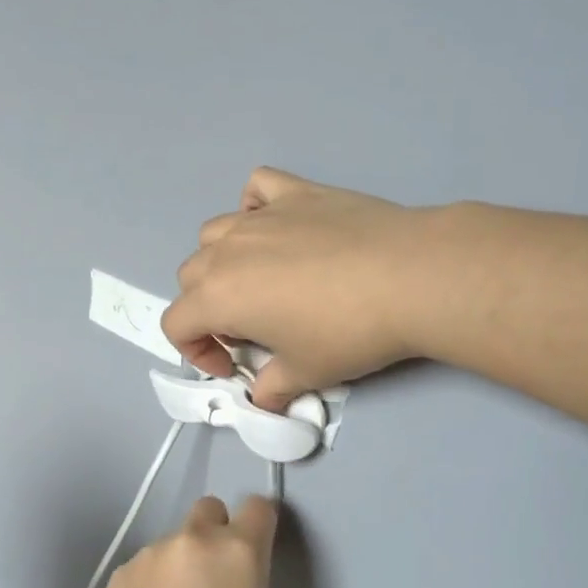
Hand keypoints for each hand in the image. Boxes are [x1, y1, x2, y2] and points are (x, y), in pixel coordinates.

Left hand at [91, 494, 278, 587]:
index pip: (257, 507)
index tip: (255, 549)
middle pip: (208, 510)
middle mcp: (192, 541)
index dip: (258, 526)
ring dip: (177, 566)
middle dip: (214, 534)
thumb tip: (229, 575)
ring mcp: (149, 555)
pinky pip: (143, 568)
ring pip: (172, 544)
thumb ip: (246, 584)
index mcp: (238, 552)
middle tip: (210, 584)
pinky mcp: (118, 576)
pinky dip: (149, 586)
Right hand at [162, 167, 444, 410]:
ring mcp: (262, 216)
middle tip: (249, 329)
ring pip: (214, 233)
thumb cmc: (349, 331)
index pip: (176, 324)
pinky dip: (254, 207)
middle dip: (207, 307)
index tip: (233, 365)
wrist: (412, 277)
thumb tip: (264, 396)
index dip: (196, 351)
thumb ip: (272, 388)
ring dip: (222, 260)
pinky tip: (277, 226)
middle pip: (191, 277)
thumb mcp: (306, 373)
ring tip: (258, 280)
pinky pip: (257, 190)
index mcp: (219, 296)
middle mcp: (228, 250)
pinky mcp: (297, 192)